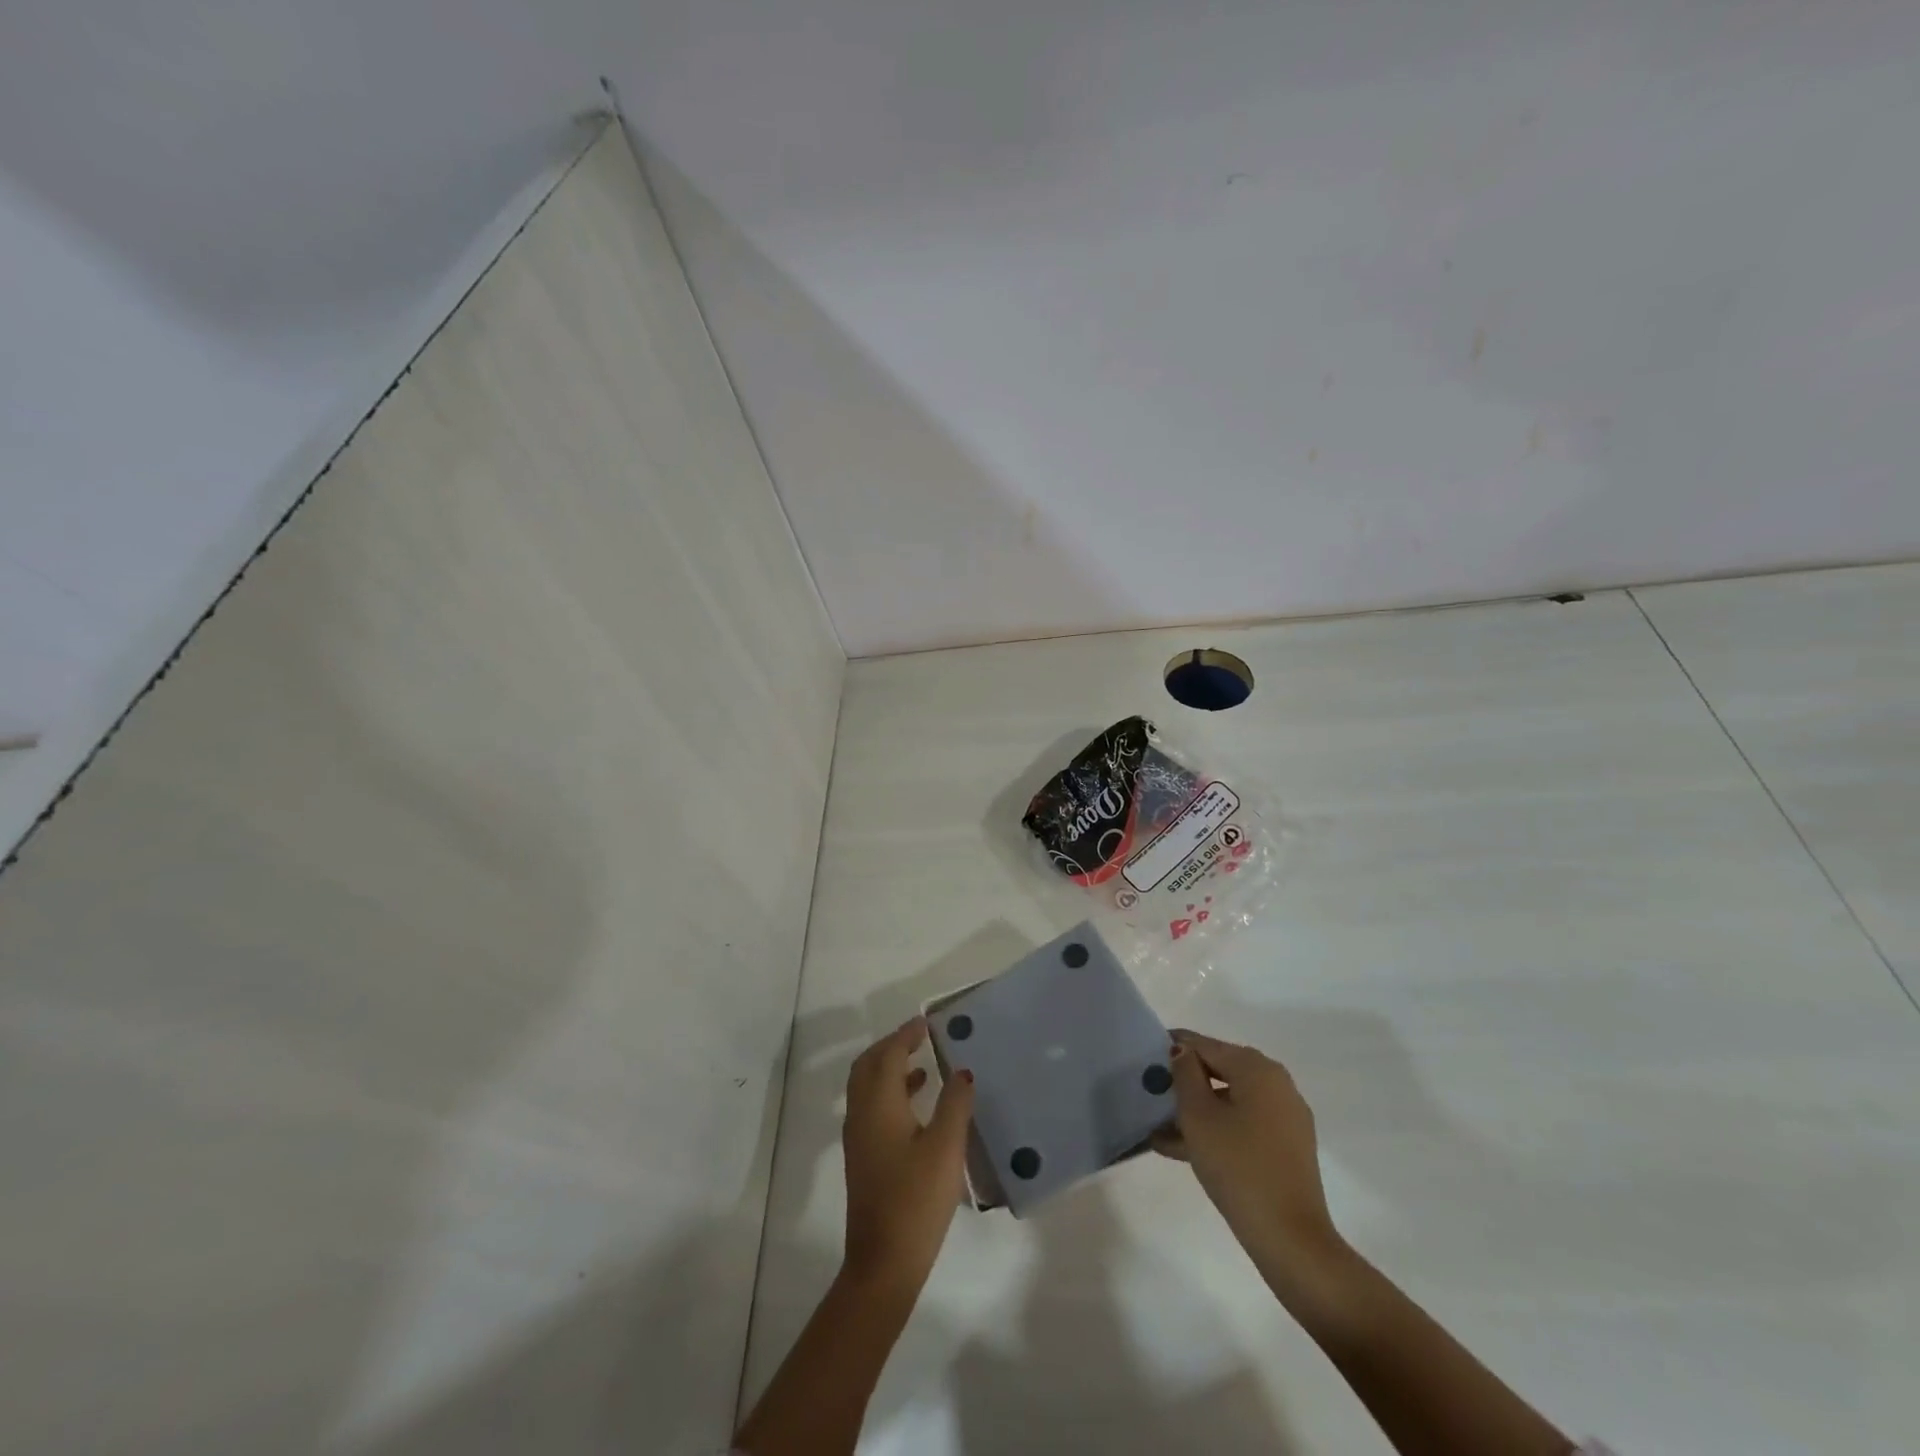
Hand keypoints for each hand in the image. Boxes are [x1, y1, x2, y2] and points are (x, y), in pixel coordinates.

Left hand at [840, 1018, 975, 1294]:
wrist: (883, 1263)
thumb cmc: (916, 1200)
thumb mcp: (946, 1148)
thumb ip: (955, 1104)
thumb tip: (962, 1071)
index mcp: (878, 1105)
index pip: (888, 1055)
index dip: (906, 1035)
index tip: (926, 1022)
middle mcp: (861, 1114)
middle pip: (868, 1066)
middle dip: (891, 1046)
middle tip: (919, 1037)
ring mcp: (859, 1138)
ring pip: (867, 1086)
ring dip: (890, 1068)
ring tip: (923, 1063)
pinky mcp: (864, 1157)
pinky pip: (872, 1106)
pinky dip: (890, 1092)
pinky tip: (917, 1105)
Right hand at [1153, 1029, 1342, 1278]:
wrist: (1290, 1239)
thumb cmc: (1238, 1166)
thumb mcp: (1198, 1115)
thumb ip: (1184, 1074)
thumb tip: (1181, 1051)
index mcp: (1257, 1068)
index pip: (1205, 1045)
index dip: (1172, 1048)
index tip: (1144, 1056)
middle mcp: (1276, 1084)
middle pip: (1218, 1071)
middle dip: (1183, 1083)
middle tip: (1149, 1094)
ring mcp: (1284, 1117)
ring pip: (1228, 1102)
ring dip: (1194, 1112)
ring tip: (1157, 1128)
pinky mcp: (1285, 1148)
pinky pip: (1242, 1125)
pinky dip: (1215, 1130)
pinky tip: (1180, 1148)